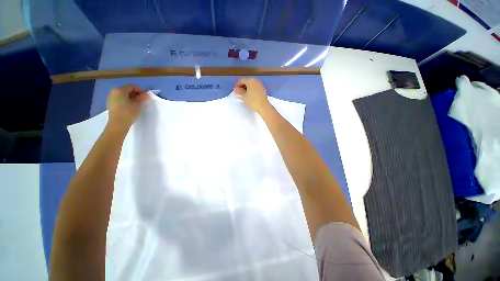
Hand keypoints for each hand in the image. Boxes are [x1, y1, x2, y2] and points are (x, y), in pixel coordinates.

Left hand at [107, 85, 149, 128]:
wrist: (118, 124)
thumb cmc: (128, 112)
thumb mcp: (137, 104)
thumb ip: (142, 98)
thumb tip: (146, 94)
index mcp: (120, 90)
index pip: (132, 87)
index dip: (140, 90)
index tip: (146, 96)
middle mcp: (113, 92)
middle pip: (126, 90)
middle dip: (135, 94)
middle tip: (142, 100)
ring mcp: (111, 98)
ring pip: (123, 94)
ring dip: (131, 97)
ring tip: (137, 103)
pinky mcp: (110, 104)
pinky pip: (119, 99)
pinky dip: (126, 100)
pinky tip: (130, 106)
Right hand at [234, 78, 271, 113]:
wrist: (263, 106)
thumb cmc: (252, 100)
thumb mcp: (243, 96)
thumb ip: (239, 91)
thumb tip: (236, 89)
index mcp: (251, 80)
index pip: (242, 80)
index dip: (237, 85)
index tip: (235, 91)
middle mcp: (256, 81)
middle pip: (247, 82)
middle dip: (242, 87)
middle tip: (239, 93)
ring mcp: (260, 85)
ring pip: (251, 85)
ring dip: (247, 89)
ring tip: (244, 95)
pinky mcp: (263, 90)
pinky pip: (255, 88)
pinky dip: (251, 91)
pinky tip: (249, 96)